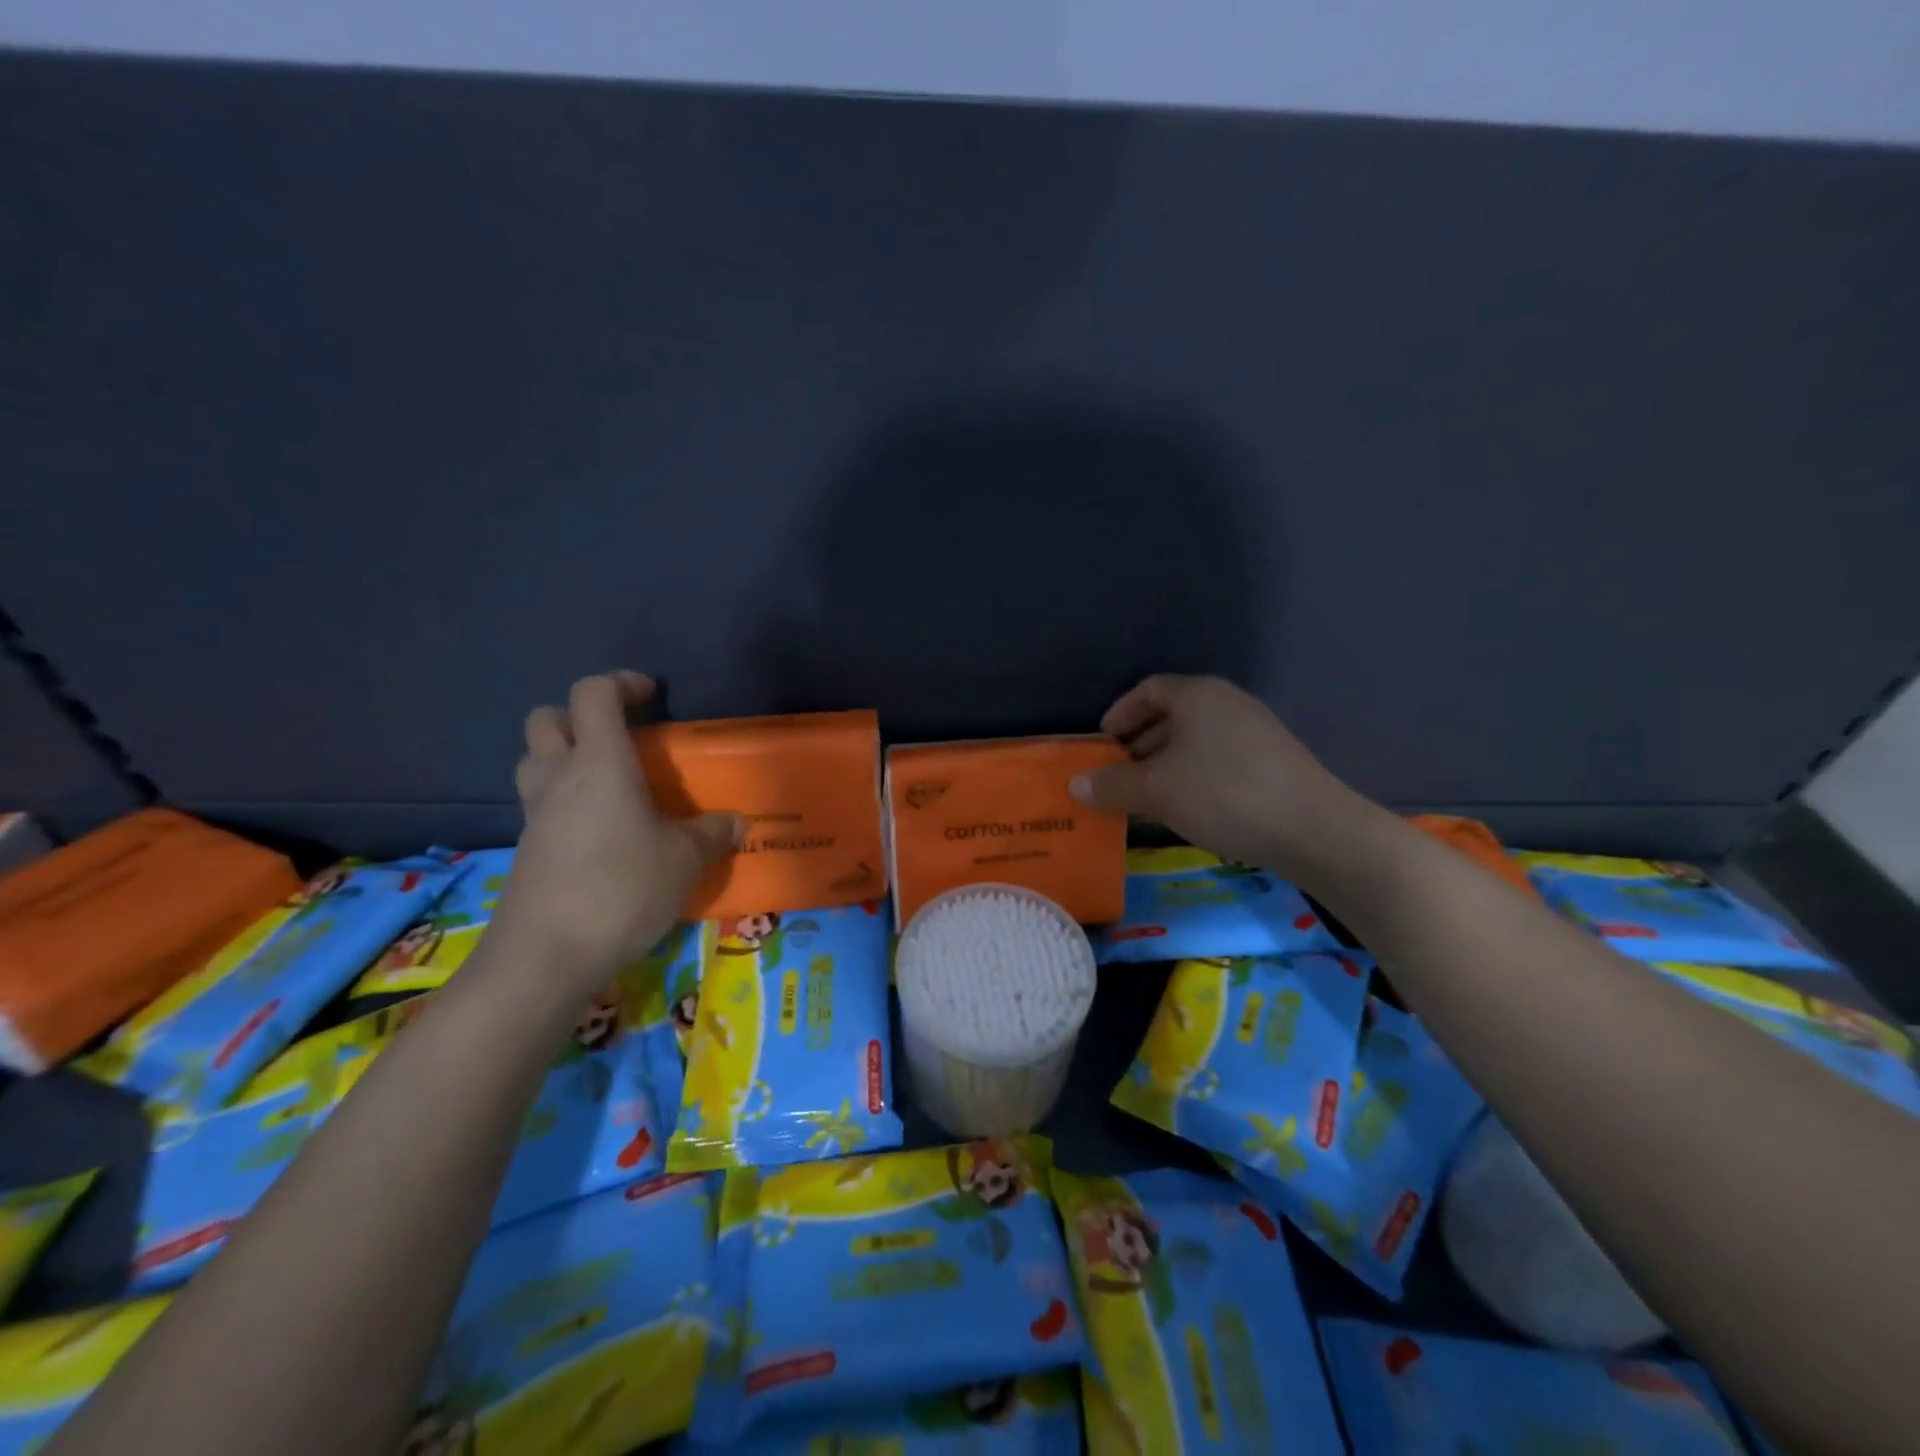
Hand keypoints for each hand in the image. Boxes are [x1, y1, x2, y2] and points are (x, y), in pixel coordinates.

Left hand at [499, 671, 740, 992]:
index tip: (652, 697)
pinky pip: (542, 806)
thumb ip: (712, 833)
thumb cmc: (621, 889)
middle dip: (580, 717)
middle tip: (622, 740)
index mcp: (599, 763)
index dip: (621, 683)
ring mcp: (536, 816)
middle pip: (547, 720)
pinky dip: (567, 803)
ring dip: (566, 758)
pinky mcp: (527, 851)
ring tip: (611, 784)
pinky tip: (603, 835)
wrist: (544, 958)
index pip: (592, 694)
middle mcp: (559, 778)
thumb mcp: (684, 860)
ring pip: (536, 762)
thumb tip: (736, 822)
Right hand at [1069, 674, 1371, 882]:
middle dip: (1139, 744)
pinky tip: (1187, 808)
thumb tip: (1075, 785)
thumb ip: (1112, 785)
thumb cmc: (1223, 795)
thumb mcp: (1156, 791)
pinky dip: (1193, 775)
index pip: (1147, 690)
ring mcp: (1255, 730)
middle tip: (1118, 775)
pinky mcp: (1272, 760)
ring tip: (1146, 797)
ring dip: (1165, 764)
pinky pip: (1218, 757)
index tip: (1102, 744)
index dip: (1119, 714)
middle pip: (1172, 714)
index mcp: (1197, 695)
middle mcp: (1227, 702)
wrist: (1314, 829)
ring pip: (1196, 739)